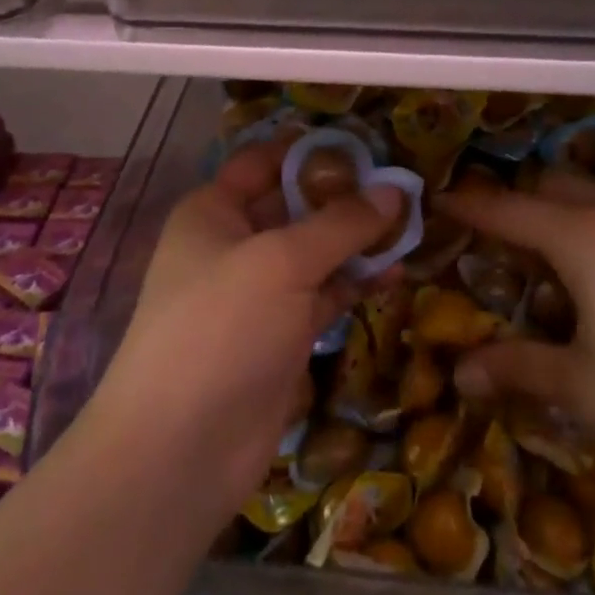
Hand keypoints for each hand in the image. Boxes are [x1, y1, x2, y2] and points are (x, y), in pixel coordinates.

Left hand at [87, 141, 403, 528]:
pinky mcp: (281, 335)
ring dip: (358, 241)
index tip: (367, 144)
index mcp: (214, 211)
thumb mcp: (282, 262)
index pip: (264, 161)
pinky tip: (396, 271)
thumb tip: (396, 188)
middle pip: (295, 205)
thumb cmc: (221, 328)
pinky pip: (325, 295)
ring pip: (316, 252)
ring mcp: (258, 293)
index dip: (311, 151)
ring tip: (413, 224)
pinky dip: (356, 283)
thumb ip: (341, 223)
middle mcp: (233, 244)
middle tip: (405, 183)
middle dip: (345, 196)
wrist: (181, 450)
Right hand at [438, 172, 594, 515]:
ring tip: (557, 266)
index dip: (467, 206)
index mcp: (584, 238)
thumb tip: (461, 372)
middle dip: (518, 207)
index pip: (507, 210)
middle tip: (499, 249)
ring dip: (565, 214)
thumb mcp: (585, 389)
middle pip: (552, 187)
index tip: (437, 203)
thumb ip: (517, 368)